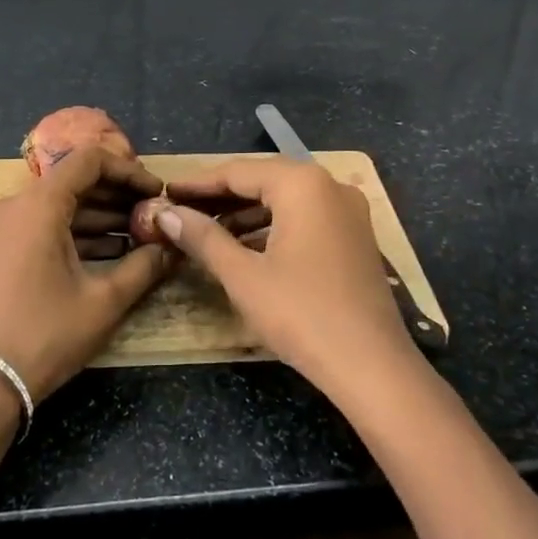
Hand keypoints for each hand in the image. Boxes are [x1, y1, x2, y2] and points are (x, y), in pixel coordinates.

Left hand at [0, 145, 174, 402]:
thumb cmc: (45, 336)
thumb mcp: (103, 302)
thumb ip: (144, 266)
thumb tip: (173, 247)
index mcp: (37, 206)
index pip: (89, 161)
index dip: (128, 171)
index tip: (156, 192)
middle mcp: (12, 205)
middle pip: (72, 182)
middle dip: (116, 197)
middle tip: (152, 216)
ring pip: (56, 206)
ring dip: (97, 217)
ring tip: (137, 237)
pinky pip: (39, 227)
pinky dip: (72, 234)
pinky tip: (106, 253)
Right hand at [158, 158, 419, 398]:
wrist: (372, 367)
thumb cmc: (302, 314)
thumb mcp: (243, 276)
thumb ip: (203, 238)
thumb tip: (166, 213)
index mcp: (302, 184)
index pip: (238, 171)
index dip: (198, 183)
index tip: (165, 192)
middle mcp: (329, 185)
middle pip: (264, 179)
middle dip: (221, 196)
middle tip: (181, 209)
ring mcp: (348, 211)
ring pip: (285, 199)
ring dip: (246, 212)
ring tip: (206, 229)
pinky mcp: (355, 236)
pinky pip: (305, 217)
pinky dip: (273, 226)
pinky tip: (246, 246)